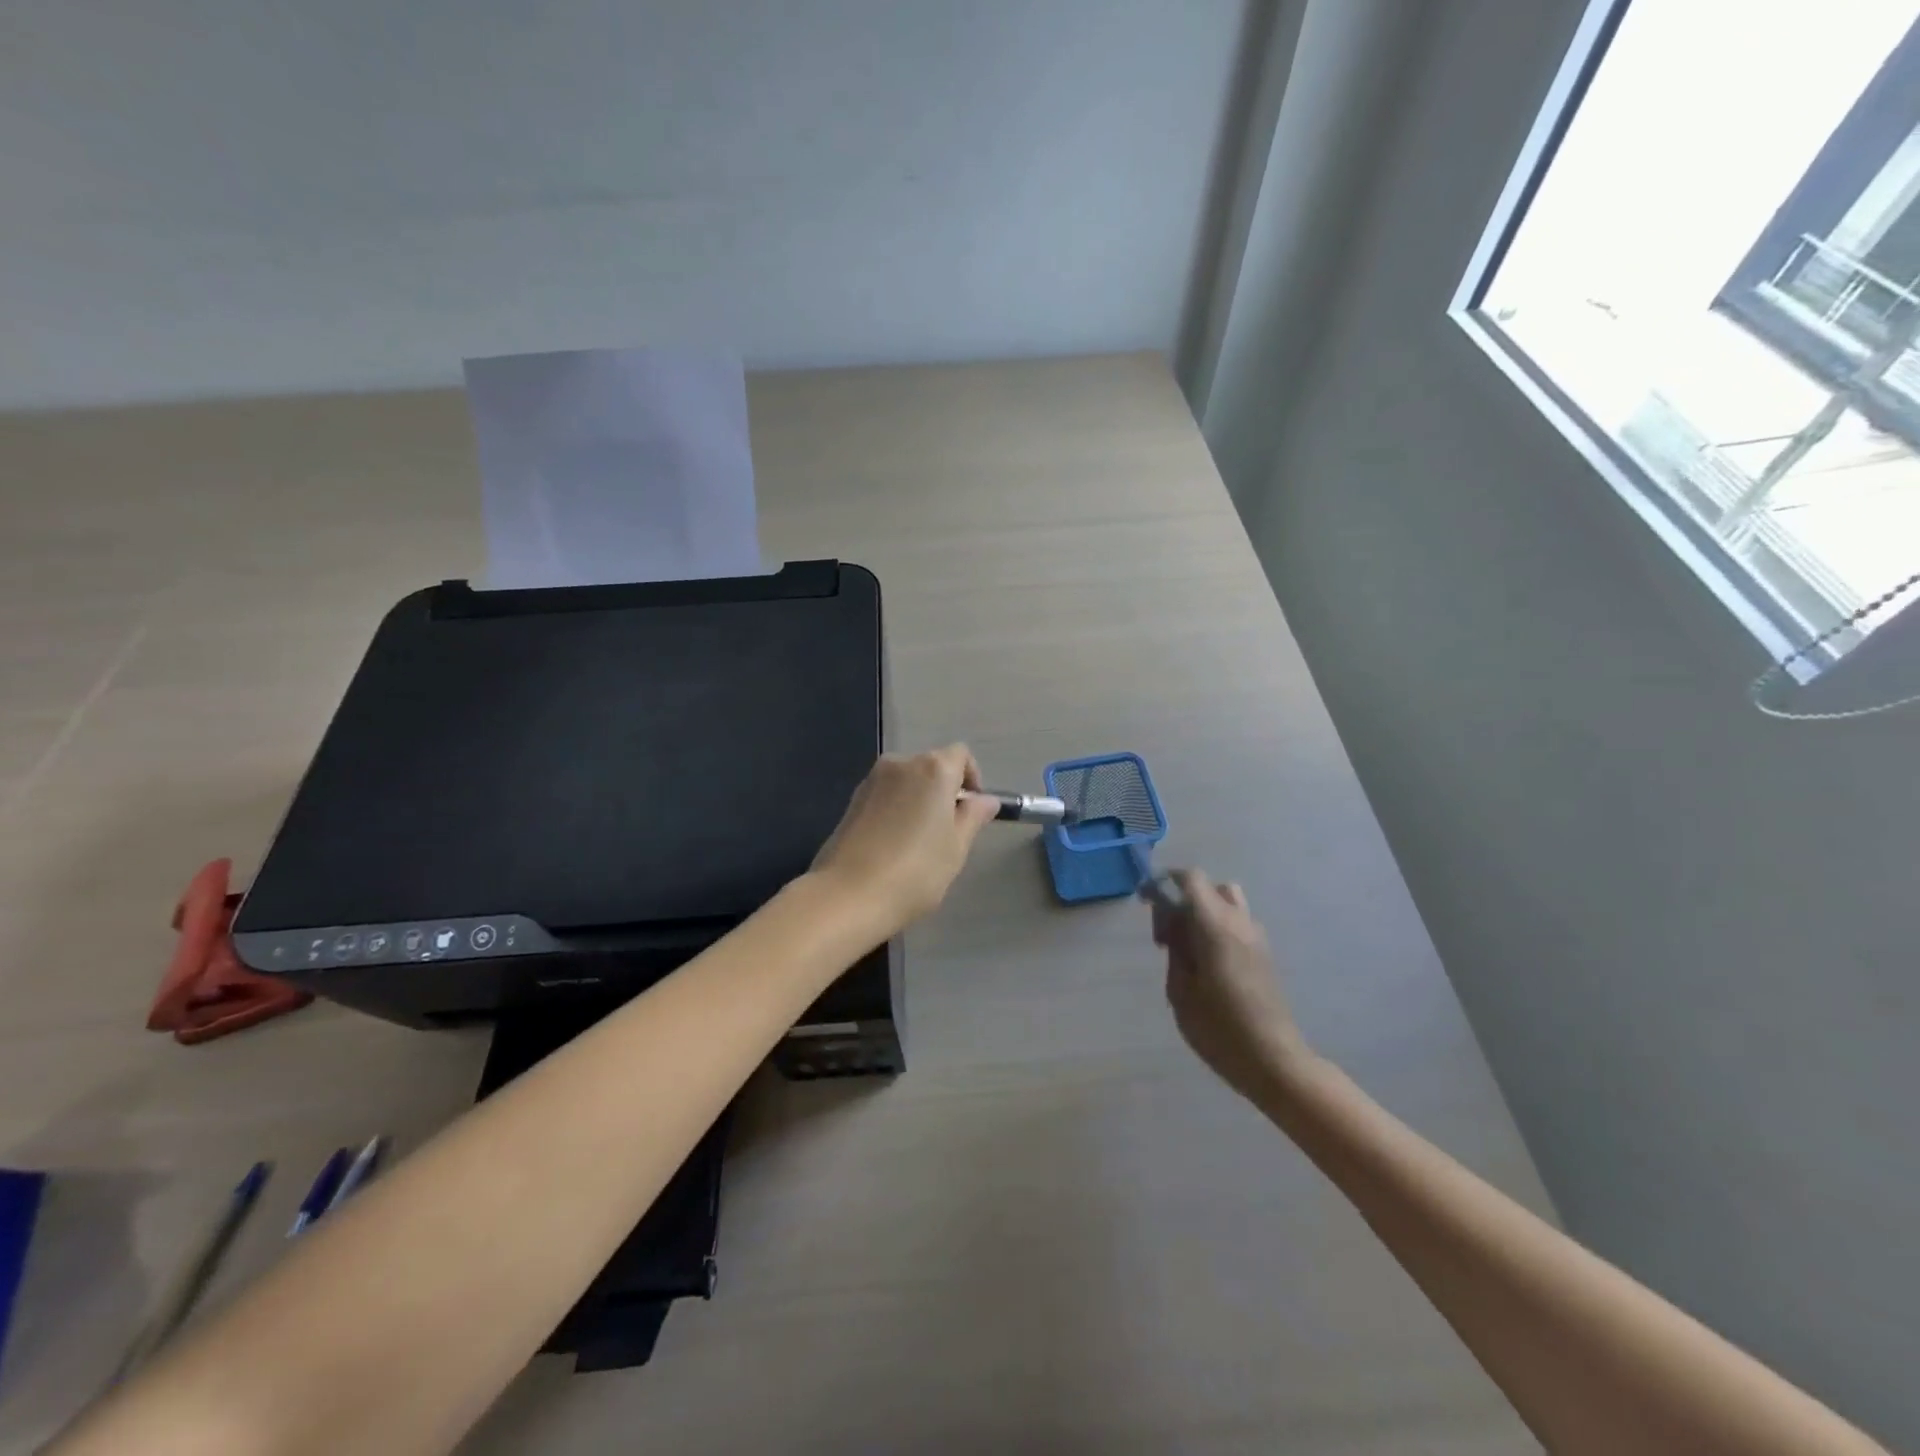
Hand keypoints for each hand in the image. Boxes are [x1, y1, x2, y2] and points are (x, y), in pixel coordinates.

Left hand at [811, 745, 1000, 935]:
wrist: (848, 895)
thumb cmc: (915, 871)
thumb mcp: (956, 847)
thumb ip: (973, 817)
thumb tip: (985, 800)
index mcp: (933, 769)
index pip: (961, 755)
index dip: (972, 778)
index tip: (972, 811)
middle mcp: (901, 763)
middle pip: (932, 766)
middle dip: (945, 791)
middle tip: (949, 832)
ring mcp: (872, 780)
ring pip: (907, 782)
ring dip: (919, 801)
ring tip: (920, 842)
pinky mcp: (852, 800)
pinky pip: (886, 795)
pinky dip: (897, 810)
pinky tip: (894, 845)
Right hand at [1154, 870, 1310, 1102]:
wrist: (1274, 1061)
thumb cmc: (1219, 1028)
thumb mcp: (1181, 990)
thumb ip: (1176, 949)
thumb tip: (1173, 926)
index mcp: (1215, 925)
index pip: (1189, 879)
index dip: (1163, 883)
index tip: (1144, 903)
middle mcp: (1239, 922)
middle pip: (1208, 887)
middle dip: (1181, 901)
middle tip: (1165, 938)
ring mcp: (1257, 938)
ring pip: (1226, 904)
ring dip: (1202, 913)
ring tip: (1186, 948)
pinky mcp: (1264, 955)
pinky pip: (1236, 924)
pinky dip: (1217, 929)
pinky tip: (1206, 964)